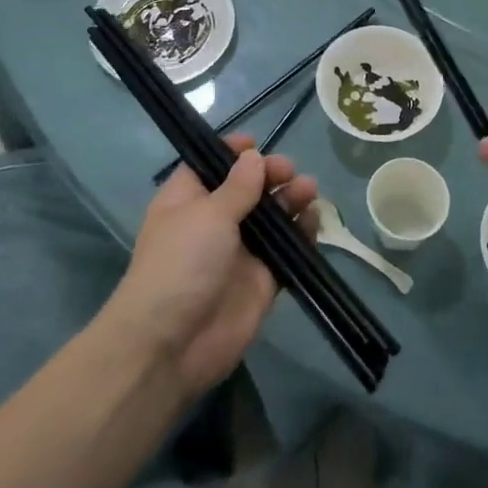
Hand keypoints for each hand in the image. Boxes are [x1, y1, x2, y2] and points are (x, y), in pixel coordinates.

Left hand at [104, 136, 317, 400]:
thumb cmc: (181, 263)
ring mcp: (239, 252)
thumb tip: (253, 157)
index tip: (257, 143)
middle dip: (270, 175)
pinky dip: (303, 233)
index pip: (210, 166)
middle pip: (248, 189)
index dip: (232, 153)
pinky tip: (314, 219)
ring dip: (290, 200)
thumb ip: (237, 186)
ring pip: (272, 218)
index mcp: (187, 200)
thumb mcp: (207, 214)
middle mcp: (213, 222)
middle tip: (289, 172)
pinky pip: (287, 250)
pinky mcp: (262, 280)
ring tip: (309, 190)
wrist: (172, 344)